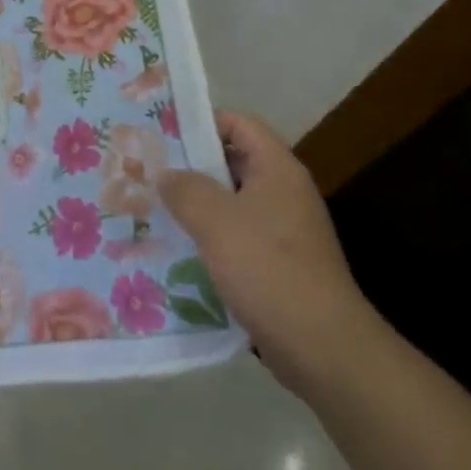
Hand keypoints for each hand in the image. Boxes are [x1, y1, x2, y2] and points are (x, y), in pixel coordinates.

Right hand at [159, 109, 382, 395]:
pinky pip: (236, 237)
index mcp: (277, 169)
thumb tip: (165, 173)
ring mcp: (283, 231)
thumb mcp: (215, 220)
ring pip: (230, 203)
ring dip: (195, 205)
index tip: (161, 130)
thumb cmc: (268, 269)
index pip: (239, 123)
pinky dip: (208, 238)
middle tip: (147, 169)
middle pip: (232, 162)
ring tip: (152, 207)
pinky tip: (176, 249)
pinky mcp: (278, 265)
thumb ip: (184, 188)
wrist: (323, 349)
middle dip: (190, 165)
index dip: (201, 121)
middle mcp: (283, 193)